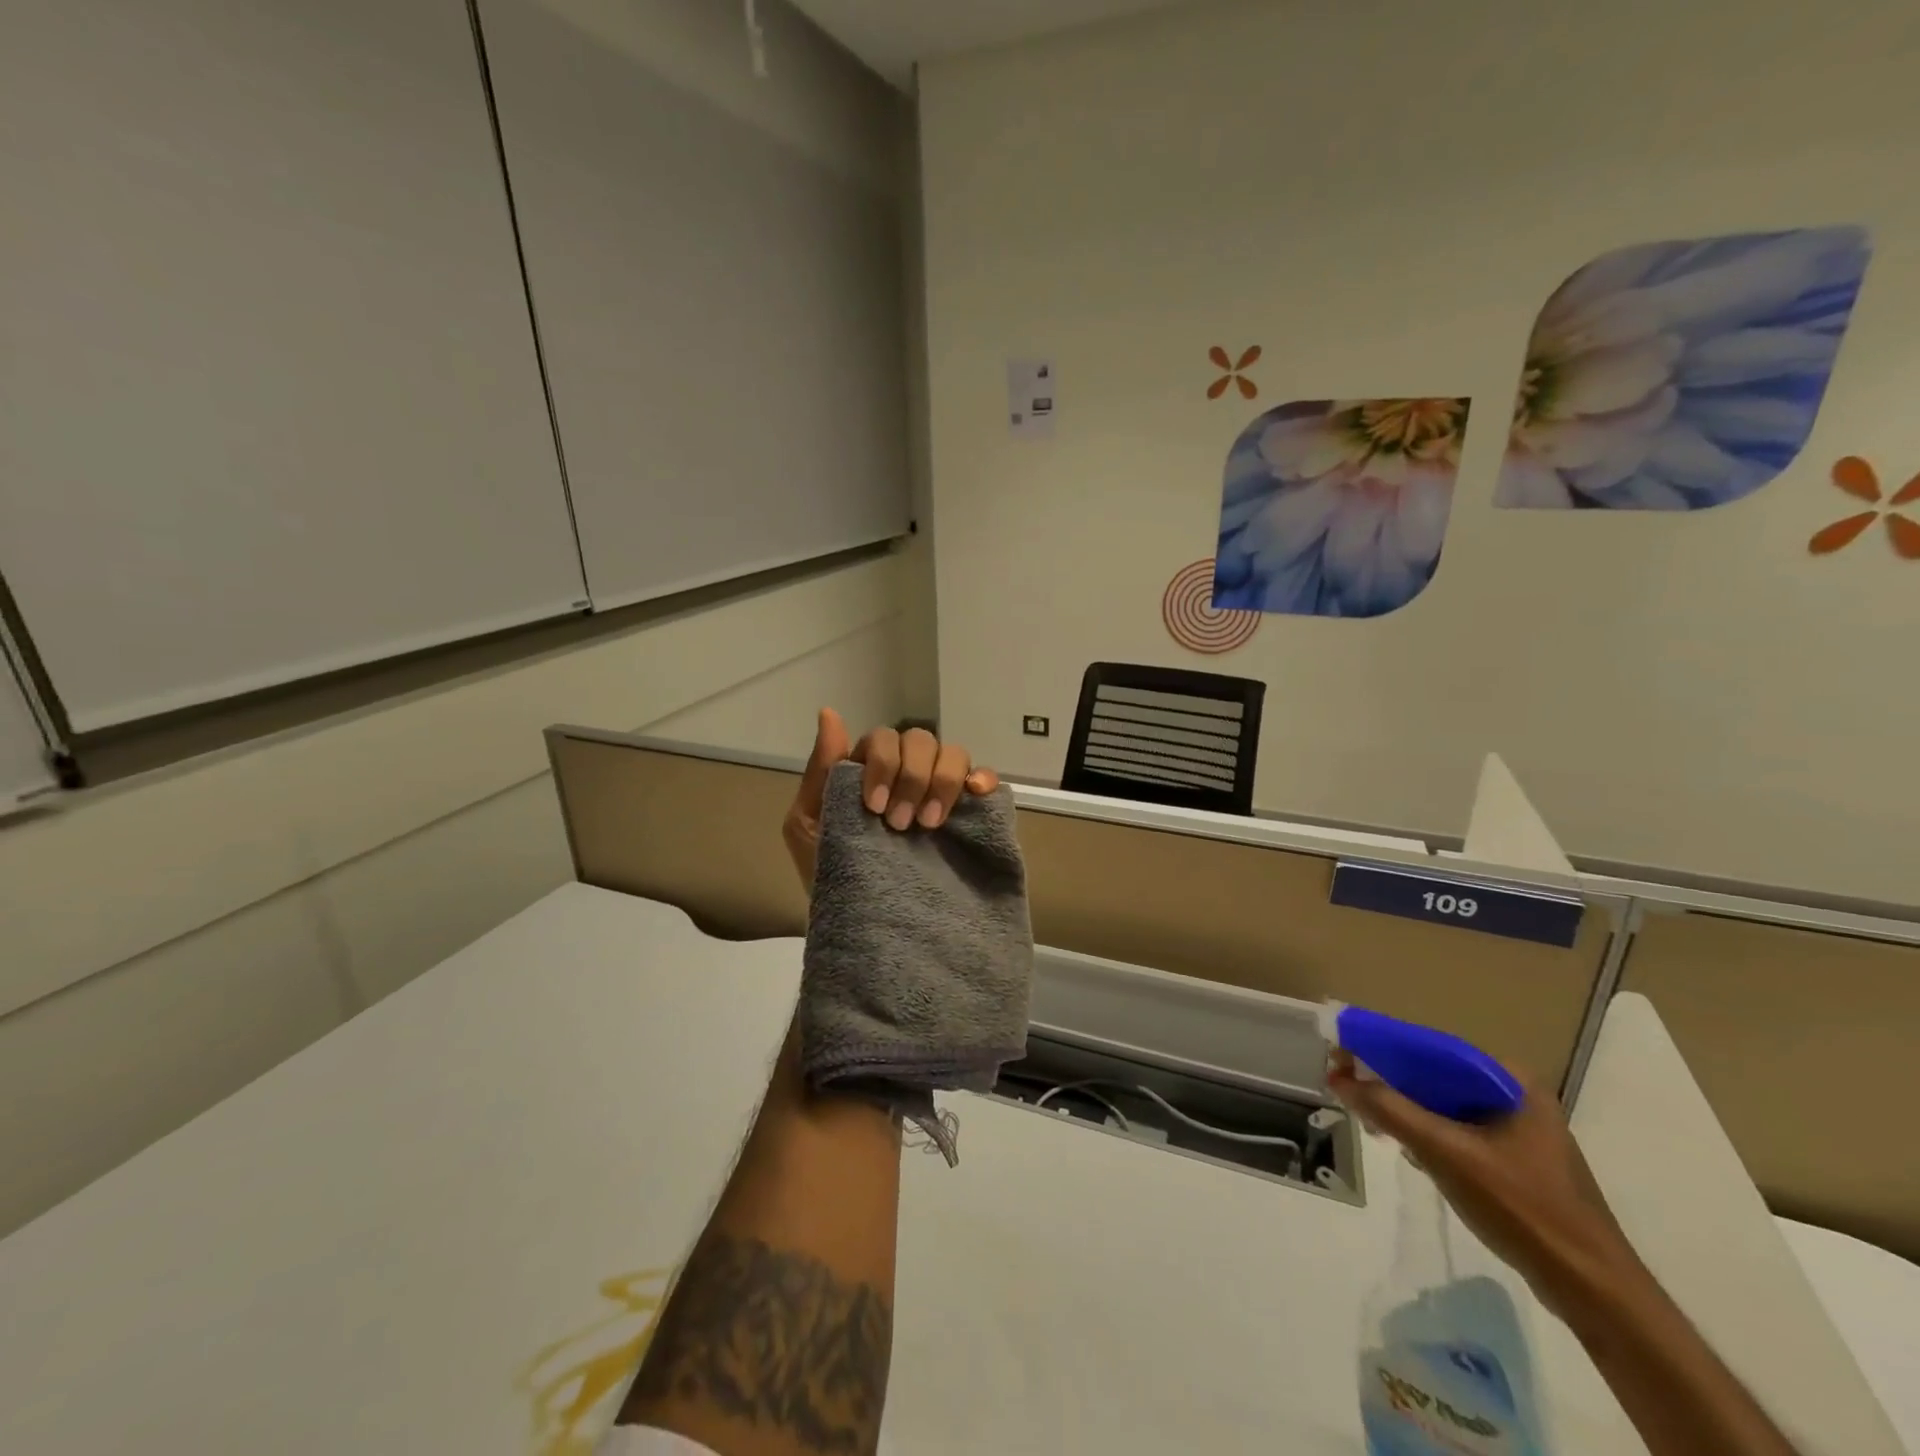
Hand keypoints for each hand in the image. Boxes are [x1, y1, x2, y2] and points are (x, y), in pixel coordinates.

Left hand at [782, 709, 999, 889]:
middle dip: (910, 776)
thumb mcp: (808, 826)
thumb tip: (829, 714)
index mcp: (870, 772)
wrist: (864, 929)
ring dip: (942, 781)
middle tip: (900, 825)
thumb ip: (819, 772)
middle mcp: (907, 775)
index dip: (882, 764)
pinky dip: (983, 777)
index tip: (874, 808)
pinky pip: (984, 779)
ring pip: (953, 753)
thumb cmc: (828, 877)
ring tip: (930, 825)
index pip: (884, 739)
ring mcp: (938, 795)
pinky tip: (975, 794)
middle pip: (920, 740)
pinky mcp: (968, 817)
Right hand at [1329, 1058, 1641, 1317]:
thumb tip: (1338, 1077)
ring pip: (1445, 1104)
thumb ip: (1391, 1111)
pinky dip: (1429, 1133)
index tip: (1342, 1057)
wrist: (1594, 1291)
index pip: (1432, 1048)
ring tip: (1372, 1119)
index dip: (1382, 1048)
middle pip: (1437, 1075)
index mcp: (1511, 1080)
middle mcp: (1517, 1094)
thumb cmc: (1523, 1210)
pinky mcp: (1517, 1160)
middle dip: (1391, 1081)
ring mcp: (1520, 1130)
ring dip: (1407, 1108)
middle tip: (1349, 1089)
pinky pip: (1459, 1130)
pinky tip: (1409, 1151)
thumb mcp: (1447, 1154)